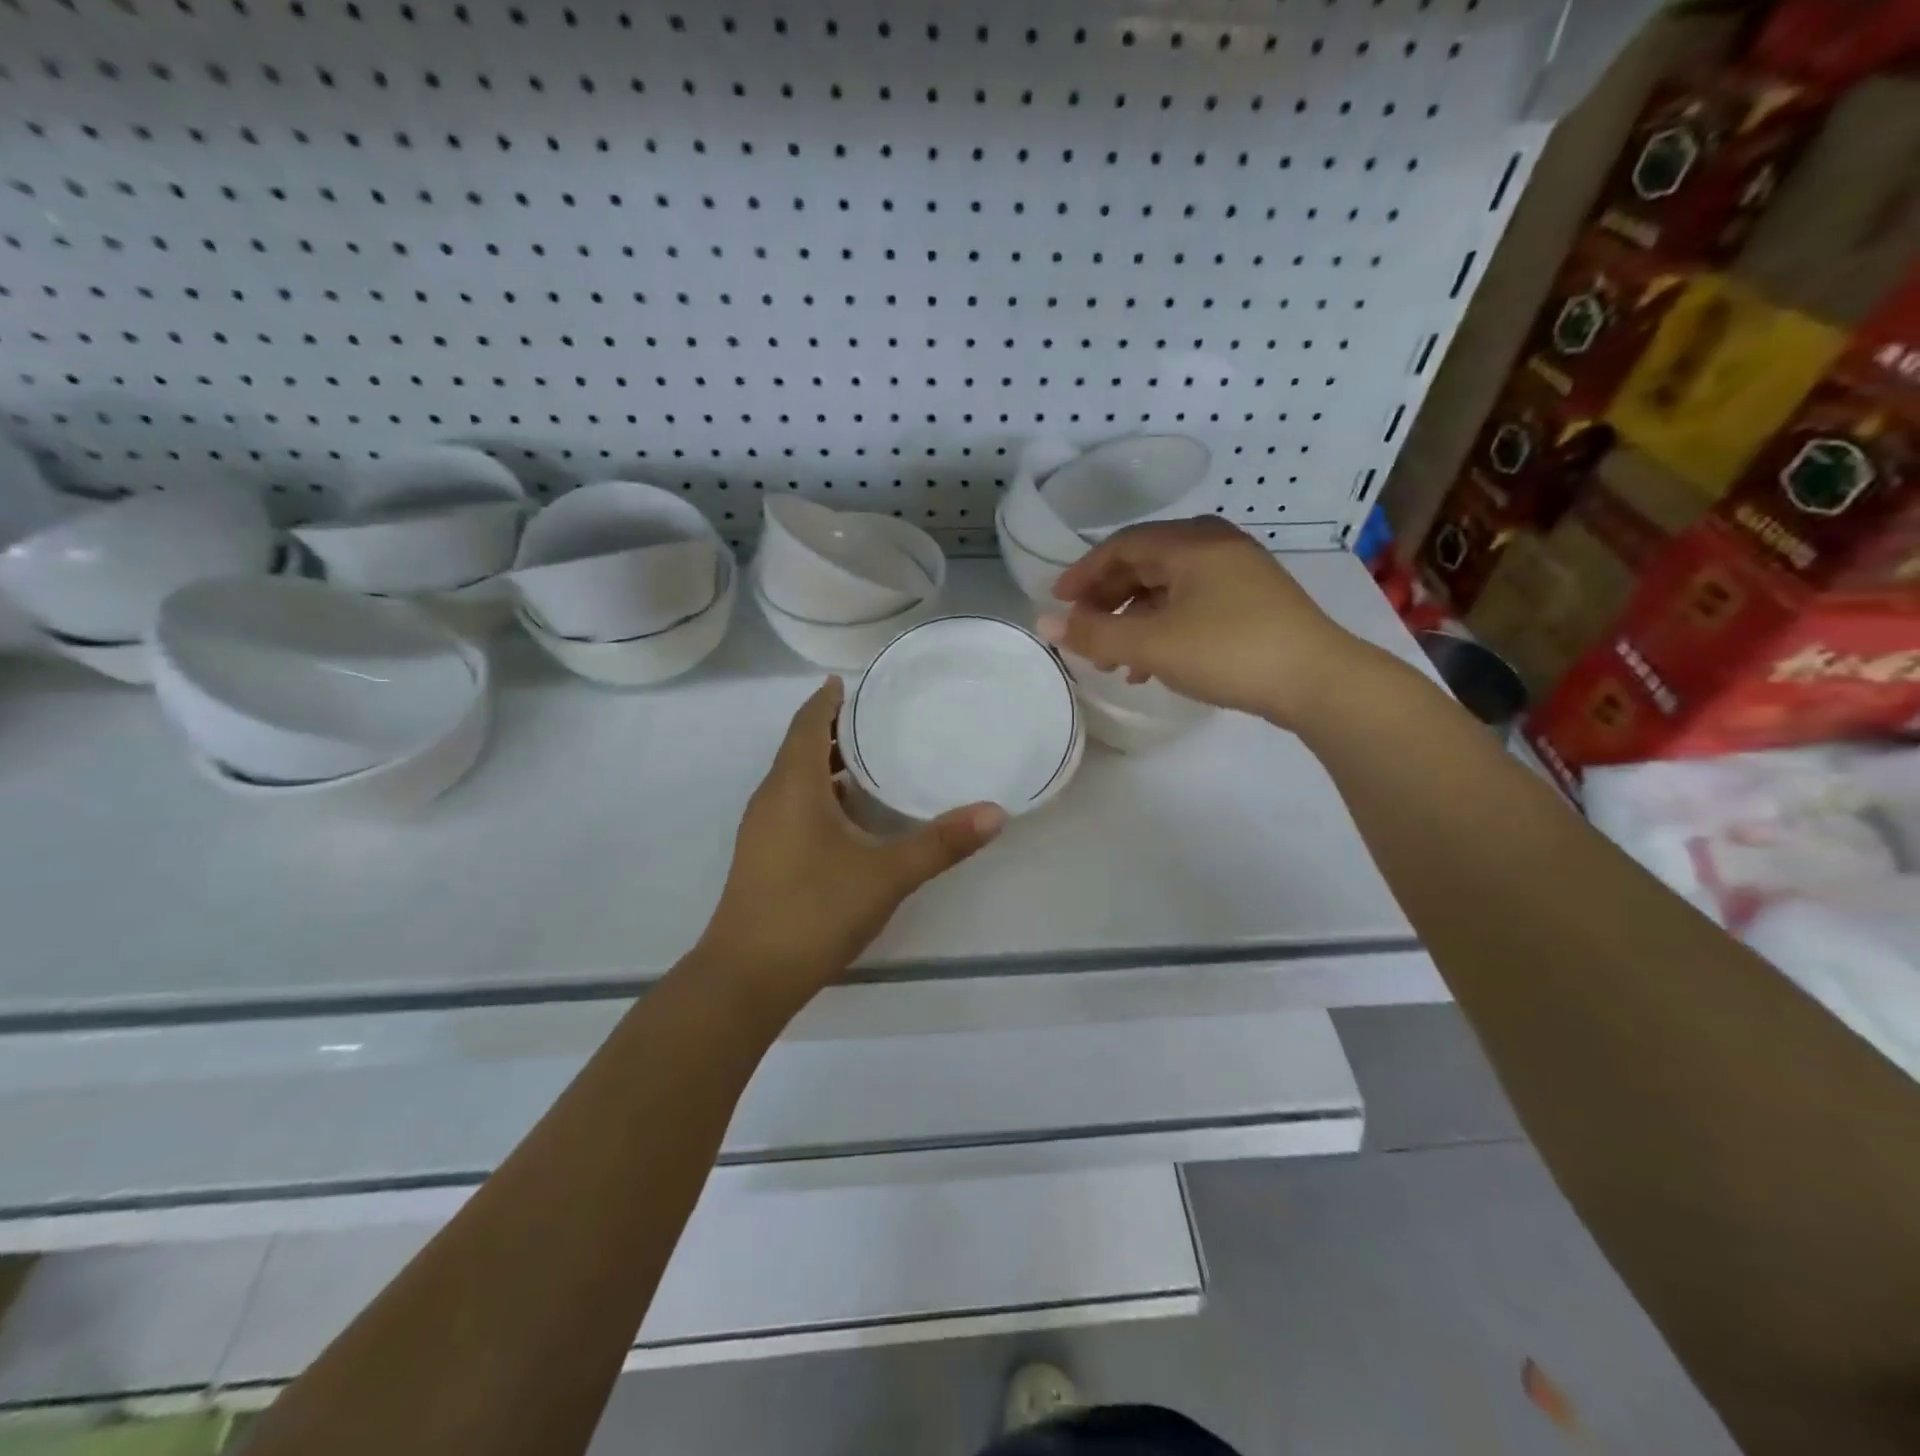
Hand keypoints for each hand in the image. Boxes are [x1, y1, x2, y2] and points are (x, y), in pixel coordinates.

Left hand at [699, 678, 1004, 999]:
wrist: (748, 977)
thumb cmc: (815, 910)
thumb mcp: (887, 875)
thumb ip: (941, 843)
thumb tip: (995, 813)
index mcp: (793, 787)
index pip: (806, 725)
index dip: (824, 700)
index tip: (844, 681)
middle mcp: (771, 800)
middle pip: (798, 749)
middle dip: (829, 730)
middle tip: (872, 718)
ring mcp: (761, 831)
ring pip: (793, 781)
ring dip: (823, 765)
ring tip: (865, 760)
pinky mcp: (762, 859)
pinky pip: (790, 808)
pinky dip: (817, 796)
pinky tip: (848, 818)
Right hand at [1037, 517, 1357, 726]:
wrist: (1319, 681)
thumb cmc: (1228, 651)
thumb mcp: (1152, 644)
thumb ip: (1094, 634)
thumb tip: (1045, 624)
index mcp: (1190, 543)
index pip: (1121, 546)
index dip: (1083, 573)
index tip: (1057, 603)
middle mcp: (1215, 546)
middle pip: (1144, 564)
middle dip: (1108, 599)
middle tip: (1083, 631)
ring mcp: (1239, 573)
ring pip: (1168, 588)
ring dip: (1134, 619)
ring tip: (1114, 659)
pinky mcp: (1253, 602)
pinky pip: (1192, 605)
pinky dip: (1164, 628)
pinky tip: (1153, 666)